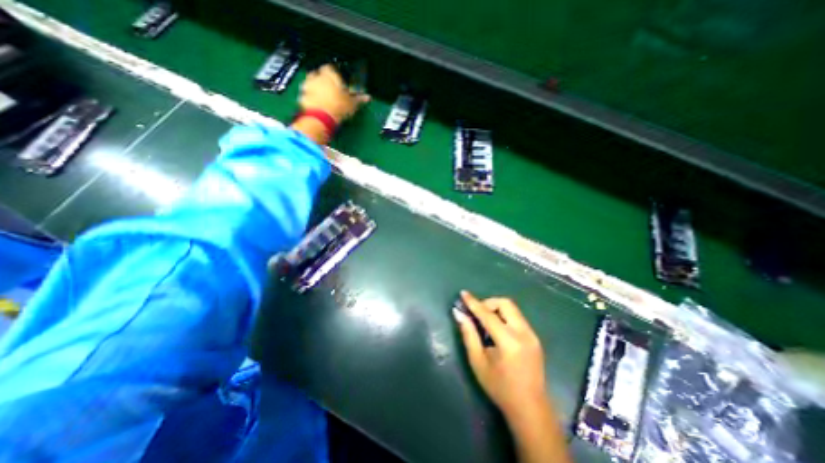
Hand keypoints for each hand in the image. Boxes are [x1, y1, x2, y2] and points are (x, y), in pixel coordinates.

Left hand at [298, 64, 367, 123]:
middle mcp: (316, 76)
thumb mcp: (352, 104)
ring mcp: (306, 86)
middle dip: (323, 82)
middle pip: (318, 75)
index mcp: (329, 74)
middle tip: (331, 92)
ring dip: (315, 90)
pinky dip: (311, 100)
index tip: (338, 84)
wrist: (321, 118)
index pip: (330, 68)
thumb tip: (368, 97)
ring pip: (311, 85)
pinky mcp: (301, 97)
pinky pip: (306, 96)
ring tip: (324, 101)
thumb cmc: (339, 107)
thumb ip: (359, 99)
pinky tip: (317, 108)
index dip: (334, 76)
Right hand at [450, 293, 545, 418]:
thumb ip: (468, 334)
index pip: (488, 314)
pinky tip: (497, 330)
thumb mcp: (478, 362)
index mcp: (509, 341)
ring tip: (486, 322)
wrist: (530, 408)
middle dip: (488, 303)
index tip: (463, 293)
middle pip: (505, 303)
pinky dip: (504, 316)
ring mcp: (532, 334)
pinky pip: (517, 317)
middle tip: (477, 314)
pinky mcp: (535, 337)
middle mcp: (524, 333)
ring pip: (512, 308)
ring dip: (496, 309)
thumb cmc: (499, 387)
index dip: (474, 302)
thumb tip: (458, 313)